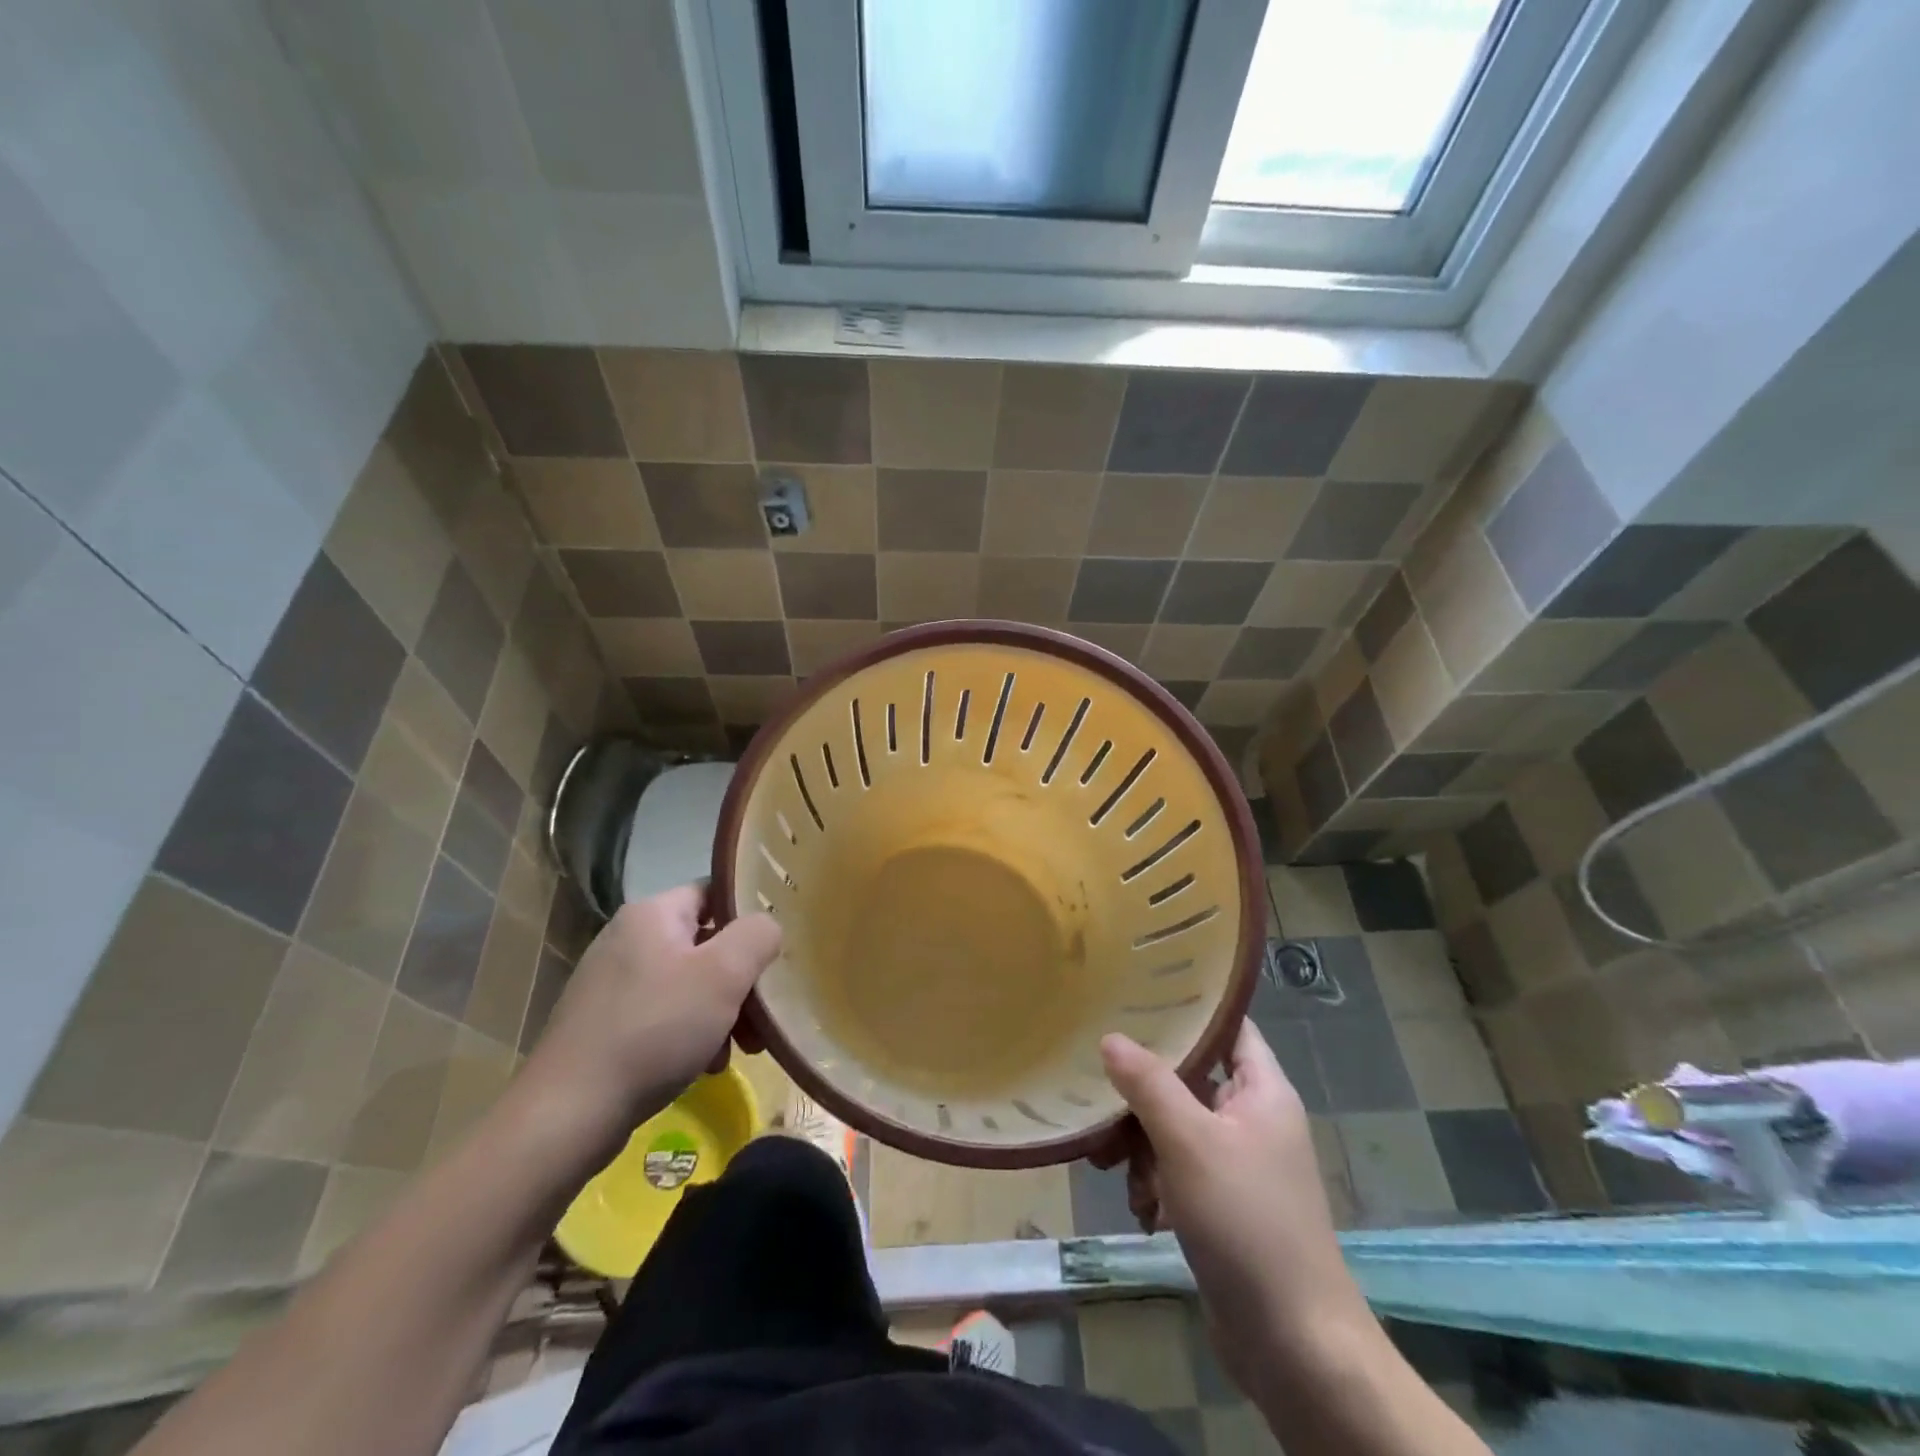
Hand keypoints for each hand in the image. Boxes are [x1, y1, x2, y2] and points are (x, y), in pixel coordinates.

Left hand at [521, 886, 780, 1148]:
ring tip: (738, 1053)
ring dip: (720, 1014)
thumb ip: (757, 936)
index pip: (713, 893)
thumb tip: (767, 927)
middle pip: (705, 945)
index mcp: (651, 915)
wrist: (568, 1113)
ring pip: (687, 985)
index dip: (748, 917)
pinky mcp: (603, 1024)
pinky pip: (663, 1015)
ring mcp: (611, 984)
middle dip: (740, 981)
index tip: (774, 951)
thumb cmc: (654, 1030)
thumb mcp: (723, 975)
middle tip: (763, 1018)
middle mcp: (628, 940)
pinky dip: (690, 1035)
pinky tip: (703, 1067)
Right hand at [1099, 1020, 1366, 1391]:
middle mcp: (1253, 1119)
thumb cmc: (1247, 1222)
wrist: (1294, 1345)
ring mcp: (1238, 1164)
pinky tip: (1141, 1208)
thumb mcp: (1189, 1142)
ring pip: (1176, 1126)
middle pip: (1189, 1078)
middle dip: (1144, 1092)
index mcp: (1262, 1091)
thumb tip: (1110, 1037)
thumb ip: (1148, 1084)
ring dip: (1142, 1144)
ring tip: (1111, 1166)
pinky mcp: (1223, 1204)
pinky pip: (1179, 1170)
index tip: (1136, 994)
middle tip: (1100, 1095)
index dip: (1189, 1007)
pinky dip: (1155, 1182)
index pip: (1228, 1026)